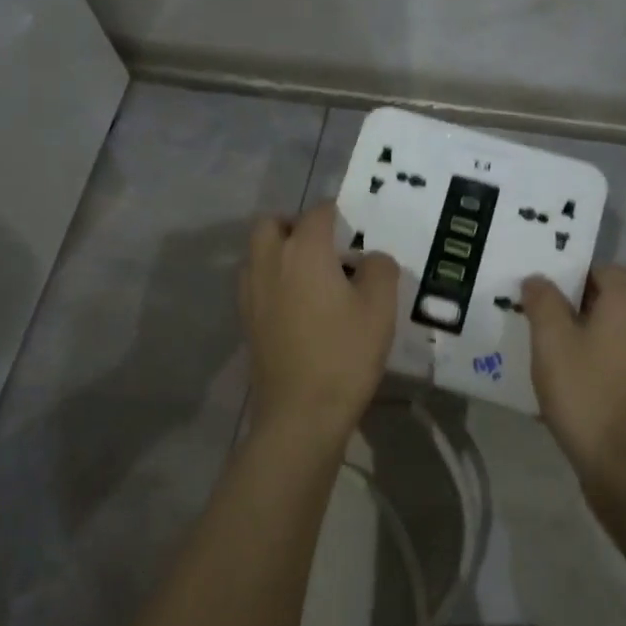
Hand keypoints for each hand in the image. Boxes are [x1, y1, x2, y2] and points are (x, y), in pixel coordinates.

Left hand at [240, 200, 399, 443]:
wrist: (300, 413)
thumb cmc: (345, 354)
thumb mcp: (380, 308)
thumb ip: (380, 269)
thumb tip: (371, 258)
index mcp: (303, 250)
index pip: (319, 212)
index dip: (340, 214)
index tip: (358, 229)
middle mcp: (269, 262)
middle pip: (272, 223)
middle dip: (296, 225)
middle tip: (326, 247)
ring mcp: (251, 292)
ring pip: (258, 252)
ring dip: (280, 251)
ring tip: (313, 276)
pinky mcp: (246, 319)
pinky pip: (256, 281)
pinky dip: (273, 279)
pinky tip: (299, 305)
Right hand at [520, 265, 625, 495]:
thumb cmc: (586, 393)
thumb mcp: (550, 341)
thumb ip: (543, 301)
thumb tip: (538, 279)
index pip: (602, 270)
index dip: (571, 280)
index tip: (544, 301)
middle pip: (618, 297)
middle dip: (586, 306)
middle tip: (551, 327)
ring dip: (599, 334)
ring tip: (563, 356)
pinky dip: (611, 358)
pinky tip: (584, 382)